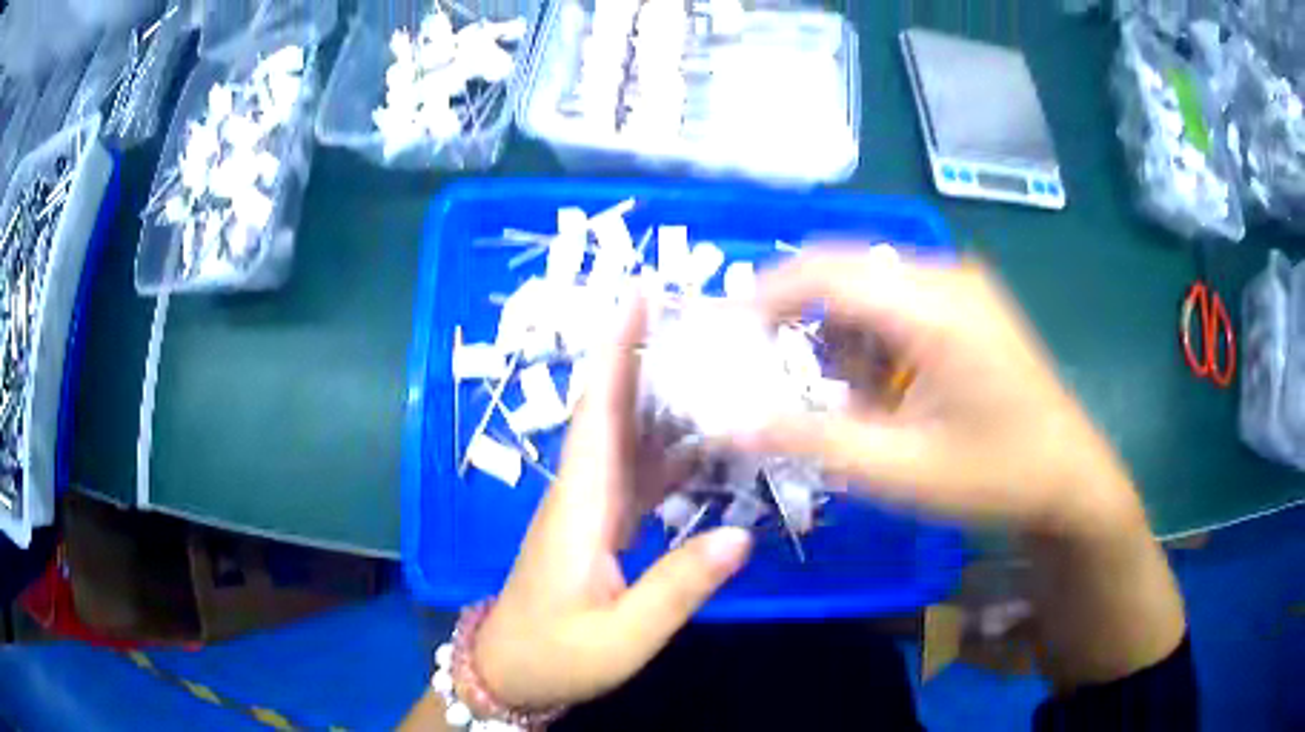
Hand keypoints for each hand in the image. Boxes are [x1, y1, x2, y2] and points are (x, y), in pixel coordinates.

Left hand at [470, 298, 753, 711]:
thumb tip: (742, 535)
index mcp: (581, 506)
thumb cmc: (557, 654)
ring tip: (713, 367)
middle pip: (612, 411)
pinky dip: (668, 454)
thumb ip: (679, 587)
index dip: (616, 352)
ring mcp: (588, 509)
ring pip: (626, 440)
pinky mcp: (596, 527)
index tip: (637, 298)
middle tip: (694, 317)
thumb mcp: (623, 635)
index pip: (599, 411)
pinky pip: (635, 476)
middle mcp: (582, 493)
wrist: (511, 673)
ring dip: (661, 400)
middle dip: (643, 357)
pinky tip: (702, 448)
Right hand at [738, 249, 1141, 535]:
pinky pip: (899, 300)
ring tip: (845, 398)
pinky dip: (873, 338)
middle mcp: (946, 277)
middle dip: (799, 319)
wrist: (1069, 479)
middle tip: (769, 372)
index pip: (826, 271)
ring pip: (870, 286)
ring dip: (840, 334)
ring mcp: (962, 286)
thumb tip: (730, 423)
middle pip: (845, 272)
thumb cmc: (994, 477)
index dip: (765, 297)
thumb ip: (811, 439)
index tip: (727, 338)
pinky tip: (886, 388)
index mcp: (934, 307)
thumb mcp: (898, 470)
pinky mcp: (969, 303)